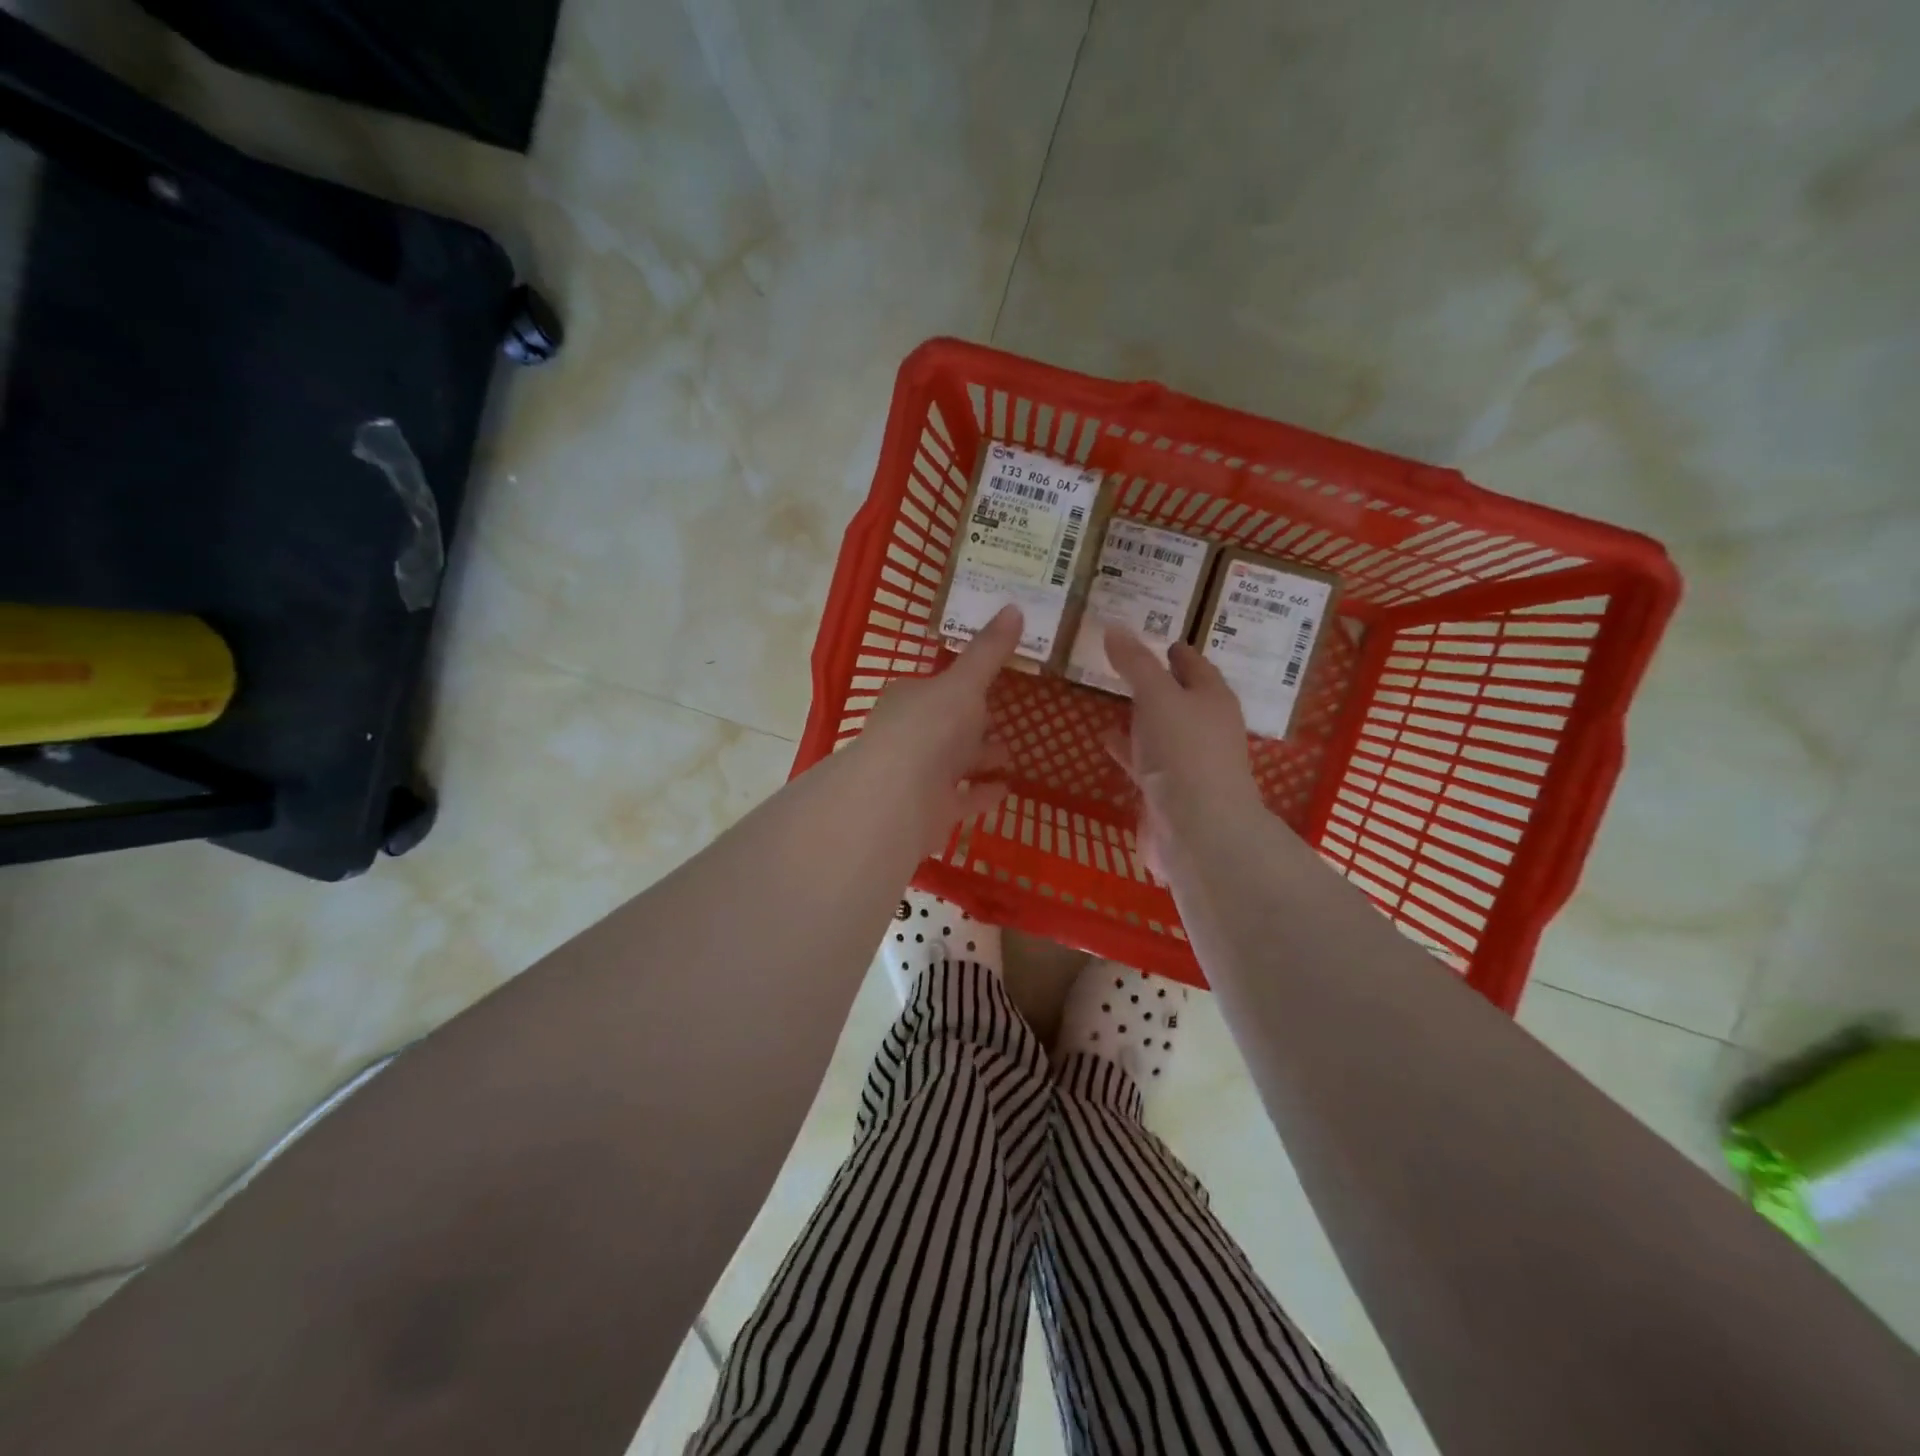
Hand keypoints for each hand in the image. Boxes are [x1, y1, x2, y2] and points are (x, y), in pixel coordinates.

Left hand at [856, 605, 1020, 846]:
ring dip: (980, 758)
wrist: (899, 795)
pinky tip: (1007, 789)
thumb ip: (989, 651)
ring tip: (1011, 754)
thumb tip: (1014, 606)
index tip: (989, 682)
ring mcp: (919, 775)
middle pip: (946, 725)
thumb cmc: (930, 727)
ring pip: (954, 762)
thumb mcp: (964, 682)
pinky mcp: (931, 809)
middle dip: (974, 723)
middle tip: (1005, 719)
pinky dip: (983, 792)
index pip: (937, 686)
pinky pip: (963, 797)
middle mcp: (910, 734)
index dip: (962, 684)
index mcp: (910, 698)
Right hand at [1102, 625, 1263, 875]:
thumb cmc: (1184, 753)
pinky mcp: (1168, 792)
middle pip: (1181, 698)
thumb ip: (1135, 663)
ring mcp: (1188, 763)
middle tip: (1127, 665)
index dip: (1177, 651)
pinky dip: (1129, 749)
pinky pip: (1146, 761)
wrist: (1198, 831)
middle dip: (1158, 683)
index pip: (1196, 666)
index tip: (1159, 639)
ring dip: (1141, 717)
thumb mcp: (1157, 696)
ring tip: (1111, 700)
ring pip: (1162, 730)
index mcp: (1213, 699)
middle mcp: (1206, 729)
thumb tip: (1114, 625)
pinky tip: (1107, 741)